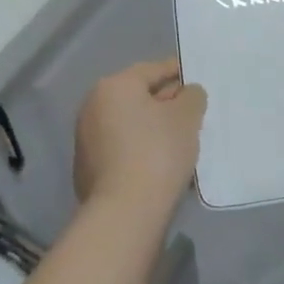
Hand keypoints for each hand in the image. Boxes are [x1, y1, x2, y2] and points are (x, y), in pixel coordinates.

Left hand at [74, 58, 205, 215]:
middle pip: (138, 97)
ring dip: (153, 128)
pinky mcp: (88, 169)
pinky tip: (162, 164)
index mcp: (114, 86)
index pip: (152, 70)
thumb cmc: (157, 152)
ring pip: (130, 124)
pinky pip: (122, 149)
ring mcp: (87, 139)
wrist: (124, 213)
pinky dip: (141, 150)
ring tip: (182, 140)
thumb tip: (186, 93)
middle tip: (193, 111)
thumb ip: (191, 96)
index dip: (177, 71)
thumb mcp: (186, 117)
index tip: (196, 77)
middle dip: (166, 102)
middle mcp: (93, 106)